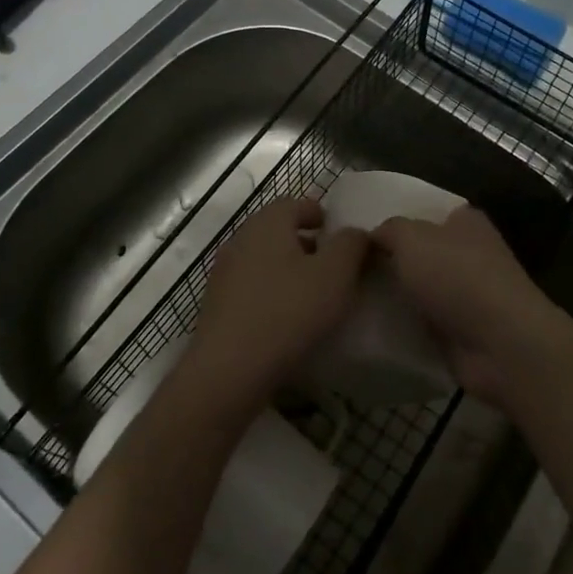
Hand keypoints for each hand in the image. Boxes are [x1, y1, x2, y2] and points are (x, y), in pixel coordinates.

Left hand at [181, 197, 367, 422]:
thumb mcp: (335, 274)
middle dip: (306, 243)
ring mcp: (224, 272)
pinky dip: (271, 292)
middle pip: (278, 230)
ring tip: (313, 294)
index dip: (320, 214)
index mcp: (268, 222)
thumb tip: (355, 233)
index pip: (296, 203)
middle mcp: (242, 238)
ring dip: (288, 269)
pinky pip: (251, 287)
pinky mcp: (217, 304)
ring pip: (264, 259)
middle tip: (332, 265)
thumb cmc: (288, 312)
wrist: (229, 370)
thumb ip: (351, 245)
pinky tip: (286, 319)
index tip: (338, 233)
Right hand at [370, 207, 572, 405]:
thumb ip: (388, 230)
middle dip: (390, 260)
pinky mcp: (462, 331)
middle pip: (420, 252)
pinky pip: (423, 322)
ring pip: (419, 289)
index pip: (424, 211)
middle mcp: (469, 253)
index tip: (358, 232)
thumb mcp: (411, 238)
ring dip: (395, 296)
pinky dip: (404, 326)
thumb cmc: (457, 276)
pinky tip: (370, 326)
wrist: (502, 344)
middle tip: (345, 266)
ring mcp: (467, 294)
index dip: (394, 219)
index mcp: (464, 221)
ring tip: (350, 296)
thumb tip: (373, 236)